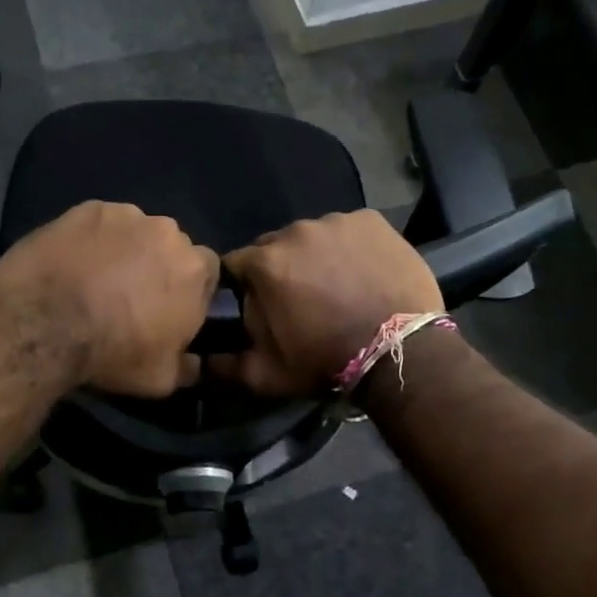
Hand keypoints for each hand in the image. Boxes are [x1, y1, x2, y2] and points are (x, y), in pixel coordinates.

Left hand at [0, 201, 218, 396]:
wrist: (43, 324)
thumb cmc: (112, 354)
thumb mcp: (161, 378)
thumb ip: (188, 366)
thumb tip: (195, 362)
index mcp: (195, 271)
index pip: (208, 272)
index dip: (189, 290)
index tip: (170, 309)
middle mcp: (168, 233)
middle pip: (171, 247)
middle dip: (157, 266)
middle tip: (131, 295)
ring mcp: (126, 215)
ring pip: (136, 231)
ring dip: (126, 250)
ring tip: (96, 278)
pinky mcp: (87, 209)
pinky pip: (100, 223)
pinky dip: (92, 239)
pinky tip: (72, 262)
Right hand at [211, 211, 441, 395]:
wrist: (398, 352)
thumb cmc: (325, 361)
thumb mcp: (267, 375)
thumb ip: (225, 365)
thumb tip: (198, 361)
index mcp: (265, 263)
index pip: (237, 265)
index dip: (245, 286)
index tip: (260, 305)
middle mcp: (296, 232)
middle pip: (276, 246)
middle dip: (281, 268)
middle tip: (302, 298)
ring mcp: (337, 222)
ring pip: (313, 236)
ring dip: (317, 256)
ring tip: (337, 285)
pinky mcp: (372, 221)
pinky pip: (350, 230)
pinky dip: (351, 247)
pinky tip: (363, 272)